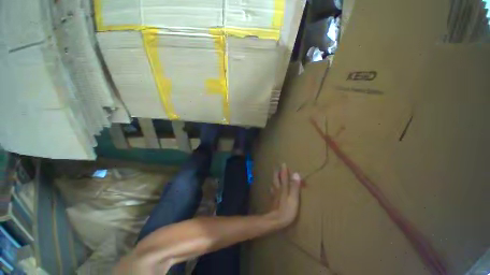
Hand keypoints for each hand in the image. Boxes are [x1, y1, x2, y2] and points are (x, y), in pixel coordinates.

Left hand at [268, 163, 301, 227]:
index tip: (283, 163)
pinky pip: (272, 189)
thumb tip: (296, 174)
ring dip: (274, 178)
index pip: (284, 176)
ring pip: (273, 183)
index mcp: (283, 188)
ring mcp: (274, 194)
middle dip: (277, 172)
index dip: (284, 170)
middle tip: (277, 167)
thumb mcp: (293, 198)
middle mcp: (278, 189)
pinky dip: (273, 186)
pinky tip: (272, 187)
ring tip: (274, 174)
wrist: (275, 220)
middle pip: (276, 178)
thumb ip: (294, 186)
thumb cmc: (287, 210)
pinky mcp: (272, 200)